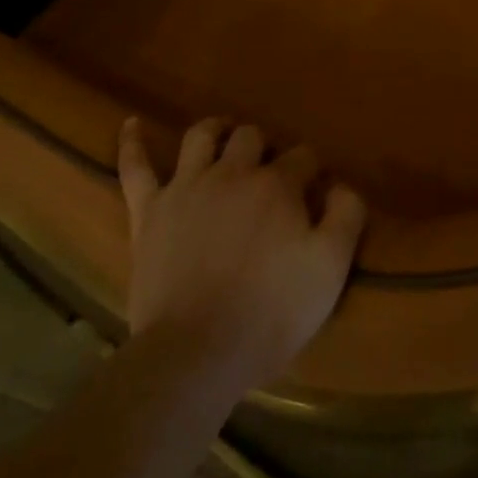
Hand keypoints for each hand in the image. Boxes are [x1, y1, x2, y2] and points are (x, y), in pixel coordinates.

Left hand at [117, 116, 366, 392]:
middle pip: (251, 137)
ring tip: (224, 138)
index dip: (313, 169)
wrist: (197, 352)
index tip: (318, 188)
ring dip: (216, 131)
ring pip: (201, 137)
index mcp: (277, 185)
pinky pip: (135, 168)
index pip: (304, 156)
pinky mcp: (149, 211)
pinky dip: (133, 143)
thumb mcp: (330, 268)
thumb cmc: (271, 312)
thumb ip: (346, 216)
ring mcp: (186, 187)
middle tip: (271, 172)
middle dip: (266, 146)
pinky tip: (131, 124)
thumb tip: (342, 185)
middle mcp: (232, 172)